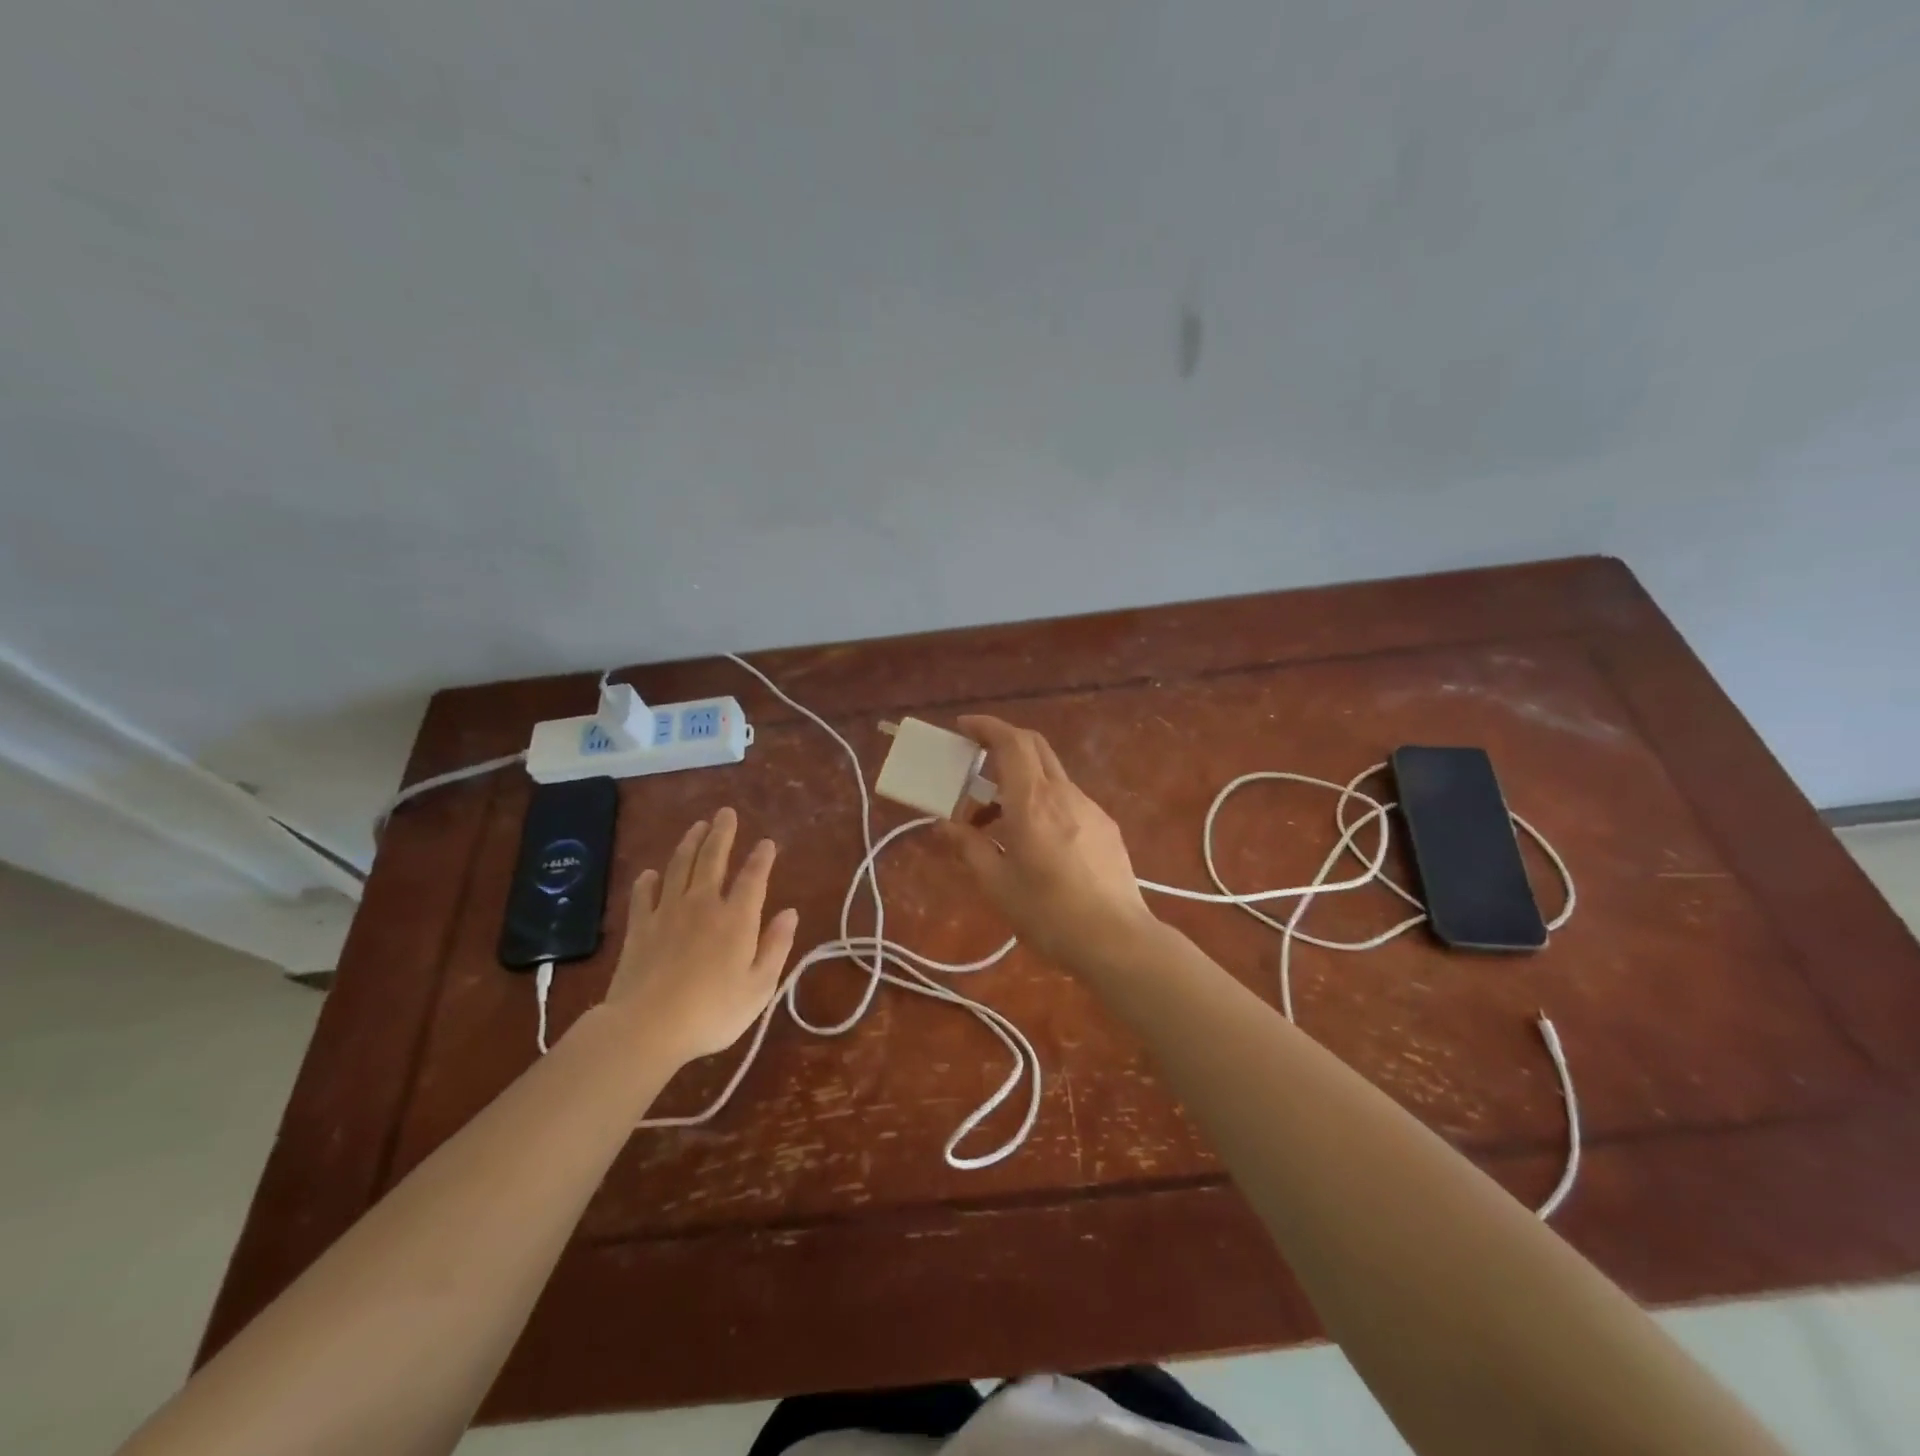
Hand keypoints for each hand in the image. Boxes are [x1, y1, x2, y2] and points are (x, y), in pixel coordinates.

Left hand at [607, 807, 799, 1065]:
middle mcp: (703, 904)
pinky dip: (647, 881)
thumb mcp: (760, 986)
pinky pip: (643, 895)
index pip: (753, 877)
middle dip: (722, 834)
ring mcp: (667, 913)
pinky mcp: (639, 928)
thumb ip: (776, 946)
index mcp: (737, 918)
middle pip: (713, 860)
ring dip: (689, 844)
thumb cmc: (713, 1011)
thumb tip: (790, 912)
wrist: (647, 1027)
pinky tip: (650, 873)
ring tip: (696, 826)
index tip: (767, 842)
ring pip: (679, 867)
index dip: (761, 858)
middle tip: (725, 813)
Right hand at [936, 716, 1155, 972]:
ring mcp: (1090, 808)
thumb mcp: (998, 884)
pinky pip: (1067, 799)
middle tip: (975, 760)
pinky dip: (1042, 801)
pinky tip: (1034, 839)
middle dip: (1003, 742)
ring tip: (995, 819)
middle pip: (1034, 746)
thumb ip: (969, 848)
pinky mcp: (1106, 827)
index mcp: (1032, 802)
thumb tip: (944, 825)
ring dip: (1020, 780)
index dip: (986, 727)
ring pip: (1050, 775)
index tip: (964, 727)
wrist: (1117, 940)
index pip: (1011, 742)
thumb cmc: (1049, 914)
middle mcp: (1063, 794)